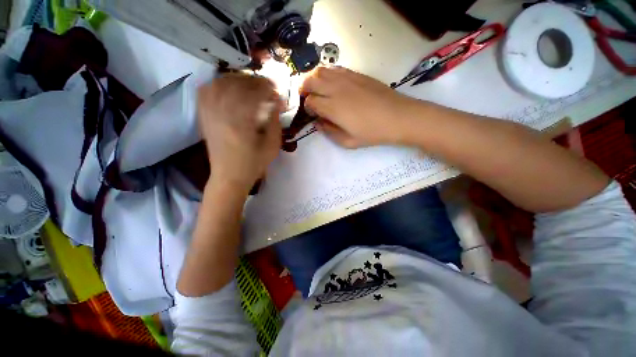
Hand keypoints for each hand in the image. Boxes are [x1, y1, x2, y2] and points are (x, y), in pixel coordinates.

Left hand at [198, 74, 281, 191]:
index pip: (254, 94)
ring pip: (221, 83)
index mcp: (242, 122)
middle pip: (237, 84)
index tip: (278, 92)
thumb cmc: (254, 163)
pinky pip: (207, 90)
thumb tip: (276, 102)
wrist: (229, 176)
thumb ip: (275, 122)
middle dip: (255, 81)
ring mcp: (210, 113)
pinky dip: (219, 83)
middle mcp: (222, 113)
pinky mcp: (204, 115)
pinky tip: (229, 86)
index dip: (268, 89)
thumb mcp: (272, 146)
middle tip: (267, 86)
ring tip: (251, 84)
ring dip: (238, 79)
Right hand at [300, 67, 417, 147]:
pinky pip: (335, 68)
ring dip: (313, 78)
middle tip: (306, 97)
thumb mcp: (348, 141)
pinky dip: (327, 73)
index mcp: (333, 107)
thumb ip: (329, 132)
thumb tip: (318, 123)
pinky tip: (331, 82)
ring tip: (315, 88)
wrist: (398, 117)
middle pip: (311, 80)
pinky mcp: (356, 74)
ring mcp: (347, 78)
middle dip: (304, 88)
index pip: (311, 101)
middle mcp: (336, 89)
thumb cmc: (372, 133)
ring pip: (321, 70)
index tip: (312, 113)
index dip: (308, 107)